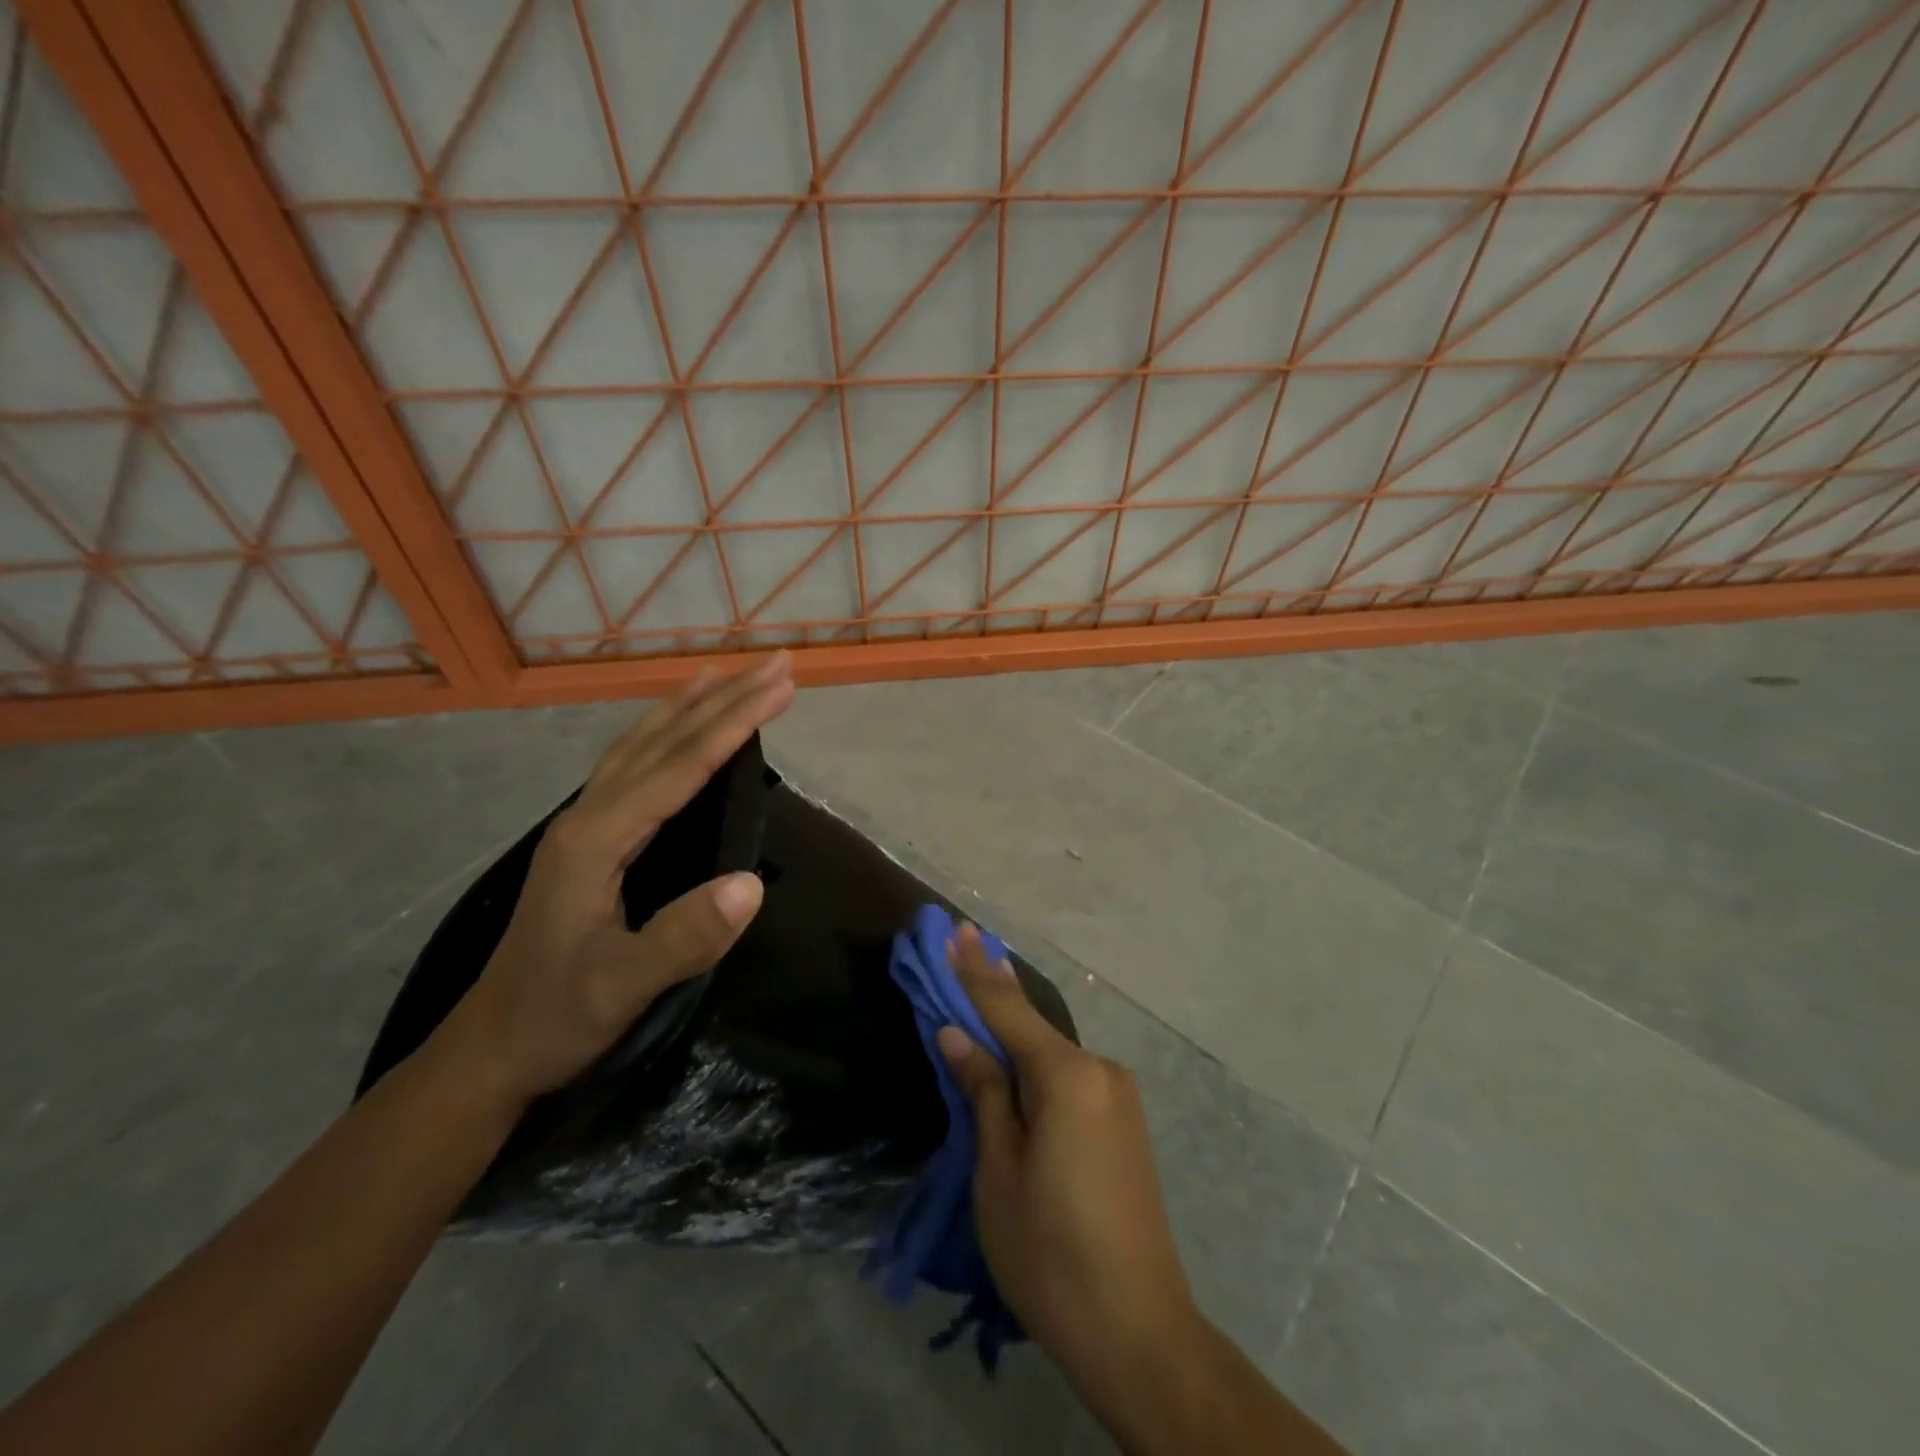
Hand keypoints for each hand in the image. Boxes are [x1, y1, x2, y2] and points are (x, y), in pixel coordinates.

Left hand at [440, 654, 794, 1106]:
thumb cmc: (559, 1016)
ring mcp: (584, 824)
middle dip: (723, 698)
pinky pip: (632, 765)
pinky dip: (663, 733)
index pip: (680, 766)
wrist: (492, 1048)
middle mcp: (589, 816)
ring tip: (726, 675)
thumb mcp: (623, 987)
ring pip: (642, 745)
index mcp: (597, 838)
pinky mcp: (589, 839)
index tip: (781, 687)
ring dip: (690, 706)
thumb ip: (684, 937)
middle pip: (663, 740)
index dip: (734, 723)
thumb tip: (753, 883)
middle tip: (777, 664)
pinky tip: (675, 730)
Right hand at [938, 925, 1201, 1399]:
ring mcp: (1118, 1095)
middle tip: (965, 942)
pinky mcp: (1125, 1122)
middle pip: (1033, 1026)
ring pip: (1051, 1052)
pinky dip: (1037, 1061)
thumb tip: (957, 1035)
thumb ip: (983, 1093)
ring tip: (980, 996)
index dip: (975, 970)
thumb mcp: (998, 1173)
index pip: (1007, 1009)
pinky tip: (1016, 1057)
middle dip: (994, 990)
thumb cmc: (1050, 1253)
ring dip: (1014, 1030)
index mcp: (1067, 1076)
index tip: (956, 928)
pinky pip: (1070, 1076)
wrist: (1138, 1331)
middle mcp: (1100, 1070)